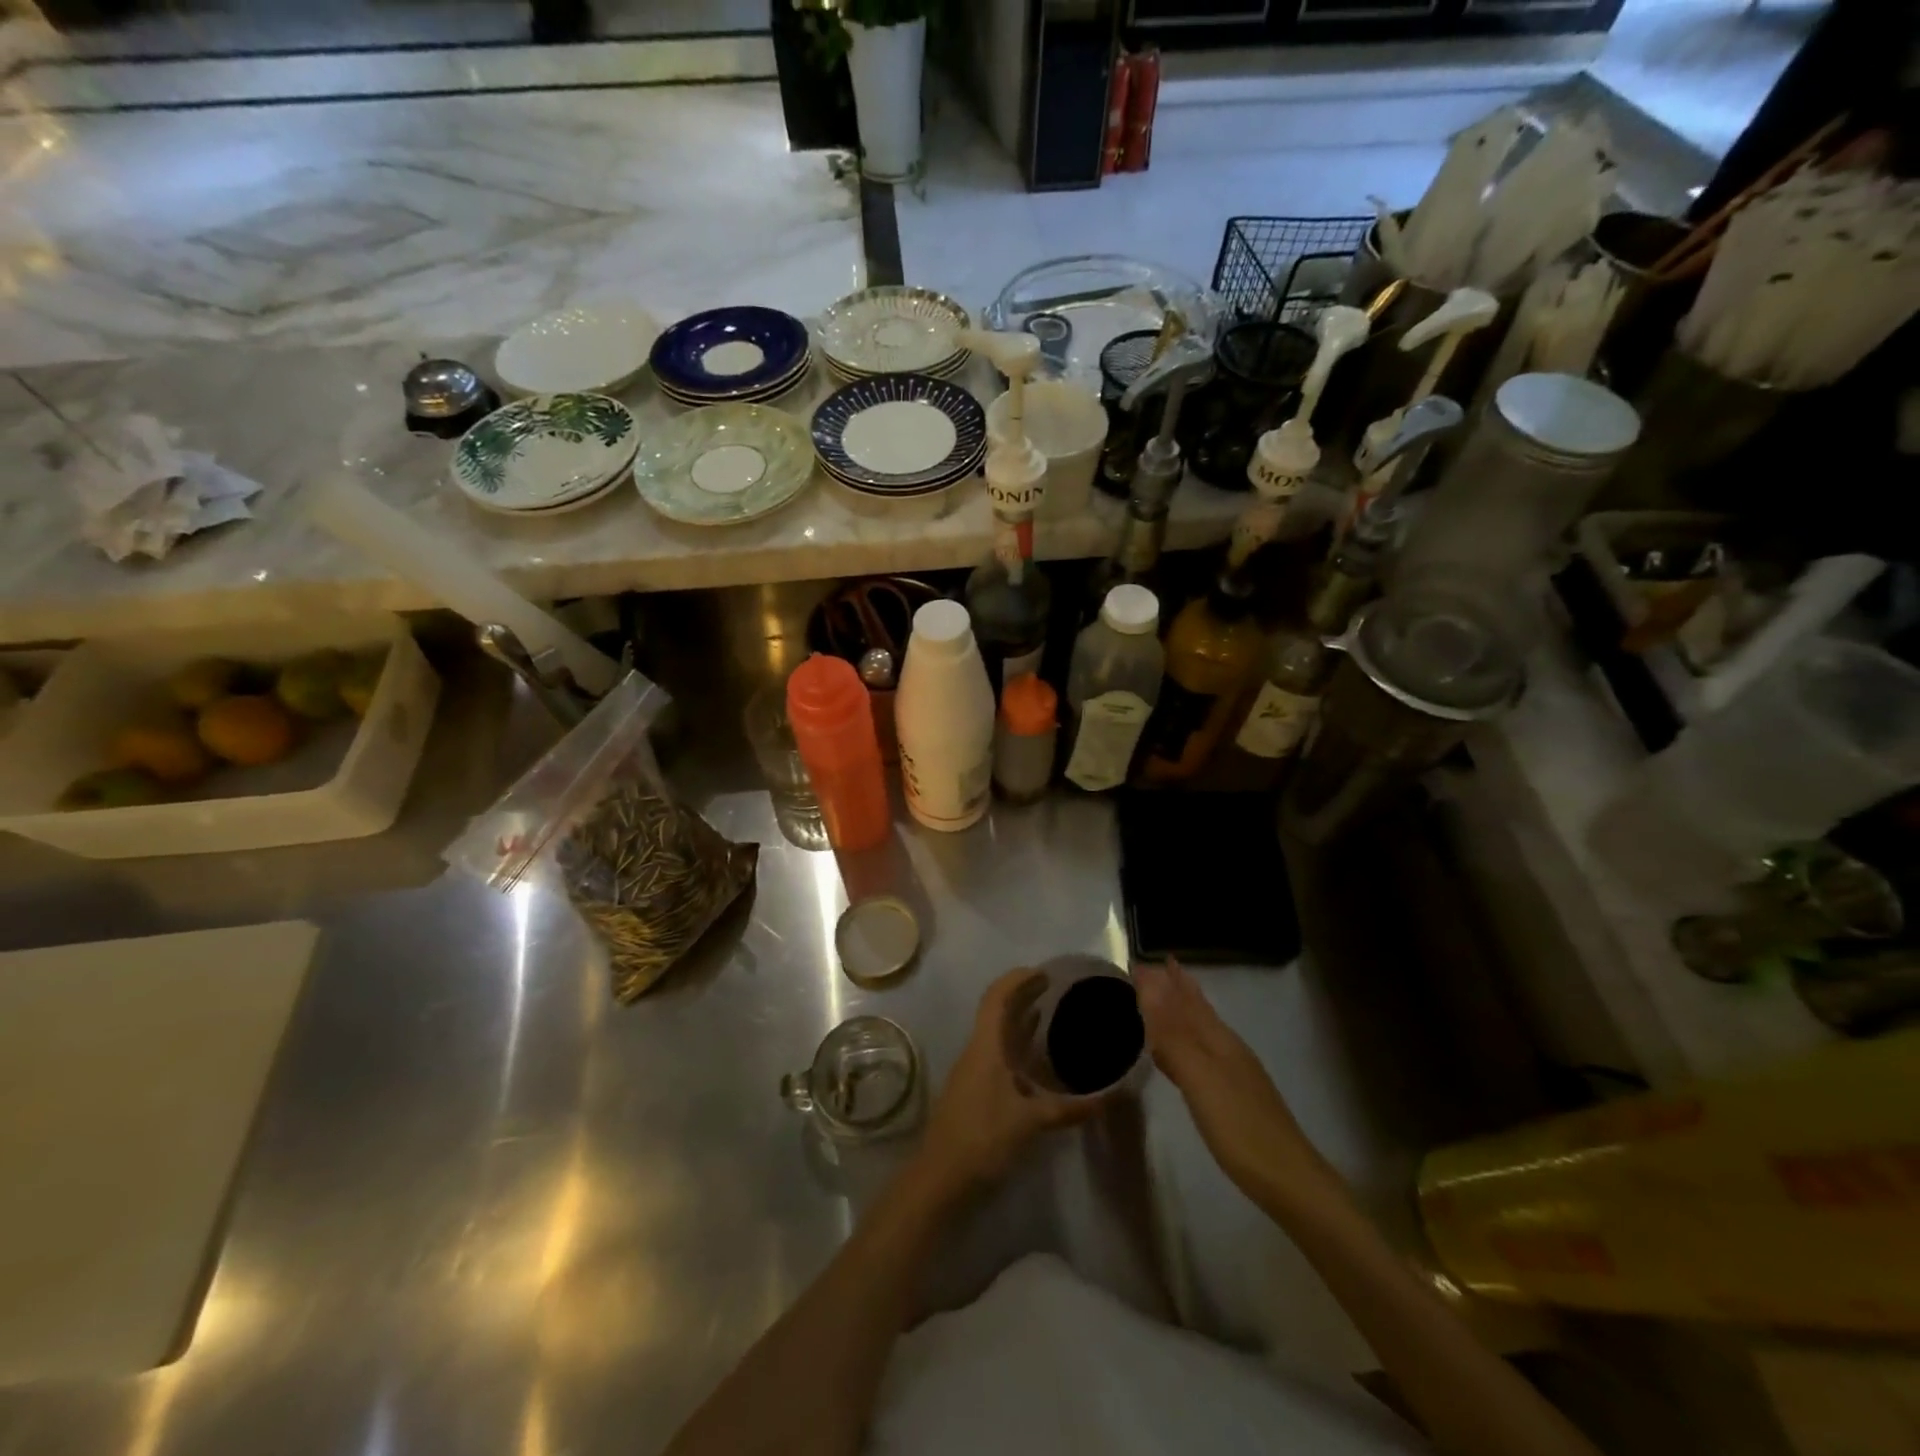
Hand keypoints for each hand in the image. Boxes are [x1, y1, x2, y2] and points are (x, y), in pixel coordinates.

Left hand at [917, 968, 1103, 1196]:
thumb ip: (1069, 1108)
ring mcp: (974, 1072)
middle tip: (1056, 989)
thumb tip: (1110, 1097)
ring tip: (1052, 1015)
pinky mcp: (977, 1092)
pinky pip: (1000, 1056)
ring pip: (998, 1035)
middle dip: (1024, 995)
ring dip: (1021, 1021)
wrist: (939, 1180)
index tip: (1045, 972)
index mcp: (984, 1046)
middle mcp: (977, 1052)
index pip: (996, 997)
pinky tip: (1040, 1061)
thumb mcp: (1029, 1121)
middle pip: (998, 1012)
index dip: (1017, 979)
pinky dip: (1020, 1048)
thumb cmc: (981, 1138)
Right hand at [1134, 958, 1339, 1213]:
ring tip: (1164, 999)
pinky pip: (1200, 1056)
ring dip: (1181, 1012)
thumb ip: (1172, 1035)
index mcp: (1218, 1040)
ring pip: (1201, 1031)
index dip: (1163, 982)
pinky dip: (1184, 1044)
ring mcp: (1234, 1074)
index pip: (1185, 1000)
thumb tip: (1149, 985)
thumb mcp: (1201, 1079)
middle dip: (1176, 988)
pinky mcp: (1233, 1098)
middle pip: (1198, 1011)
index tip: (1138, 962)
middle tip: (1155, 967)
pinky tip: (1178, 1057)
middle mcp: (1228, 1049)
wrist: (1290, 1182)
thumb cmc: (1241, 1128)